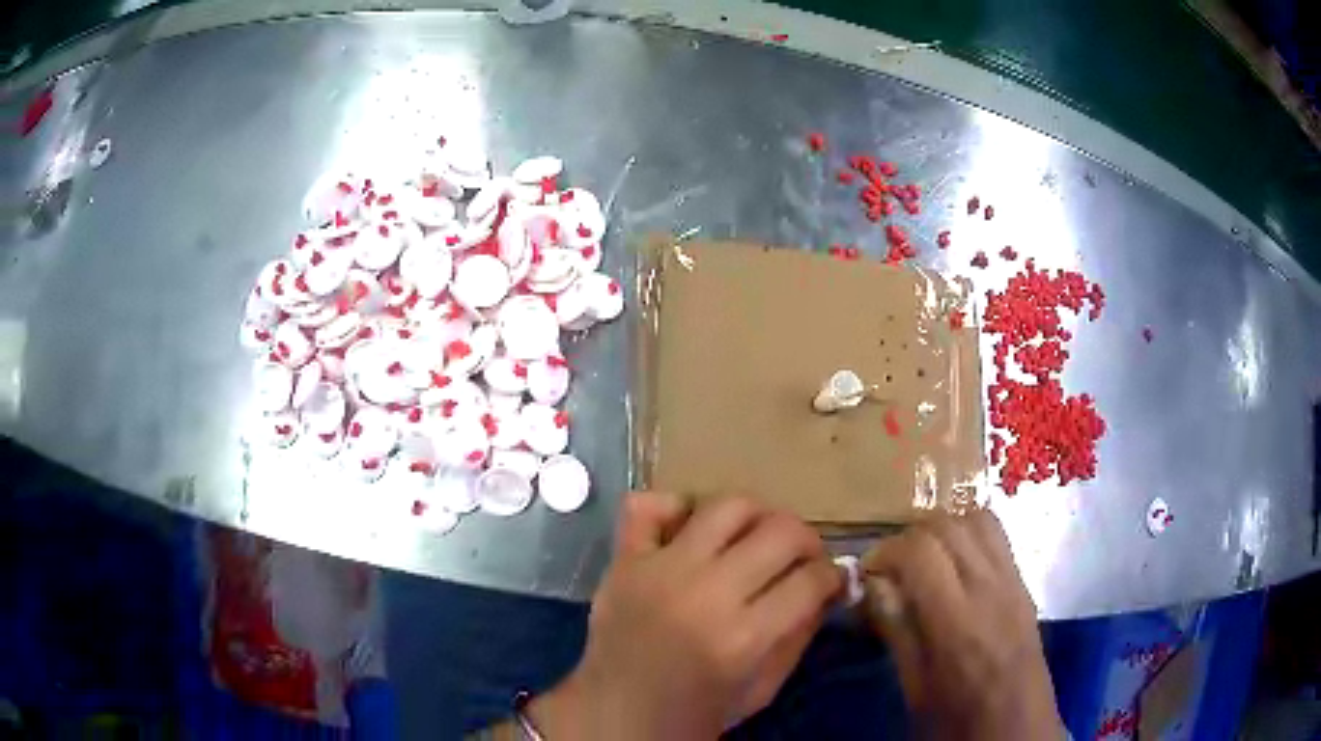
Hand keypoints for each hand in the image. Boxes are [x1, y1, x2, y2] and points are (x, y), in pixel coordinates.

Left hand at [528, 493, 842, 739]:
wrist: (618, 713)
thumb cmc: (697, 711)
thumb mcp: (762, 689)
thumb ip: (799, 635)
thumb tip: (827, 587)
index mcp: (743, 638)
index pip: (811, 579)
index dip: (832, 576)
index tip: (829, 580)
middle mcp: (706, 593)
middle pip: (781, 531)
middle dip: (807, 541)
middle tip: (801, 558)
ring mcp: (661, 570)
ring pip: (727, 506)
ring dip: (755, 518)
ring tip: (754, 540)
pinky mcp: (624, 561)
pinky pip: (648, 506)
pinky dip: (675, 507)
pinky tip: (691, 532)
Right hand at [861, 511, 1061, 739]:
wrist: (1016, 727)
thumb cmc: (957, 718)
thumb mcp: (915, 686)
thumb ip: (897, 630)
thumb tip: (874, 585)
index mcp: (957, 621)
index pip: (919, 550)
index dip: (886, 551)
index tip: (869, 574)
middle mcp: (989, 587)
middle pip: (947, 524)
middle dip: (909, 537)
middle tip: (892, 568)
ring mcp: (1013, 580)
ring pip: (976, 518)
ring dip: (942, 529)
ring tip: (924, 560)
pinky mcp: (1024, 582)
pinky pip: (997, 535)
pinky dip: (969, 533)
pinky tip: (955, 564)